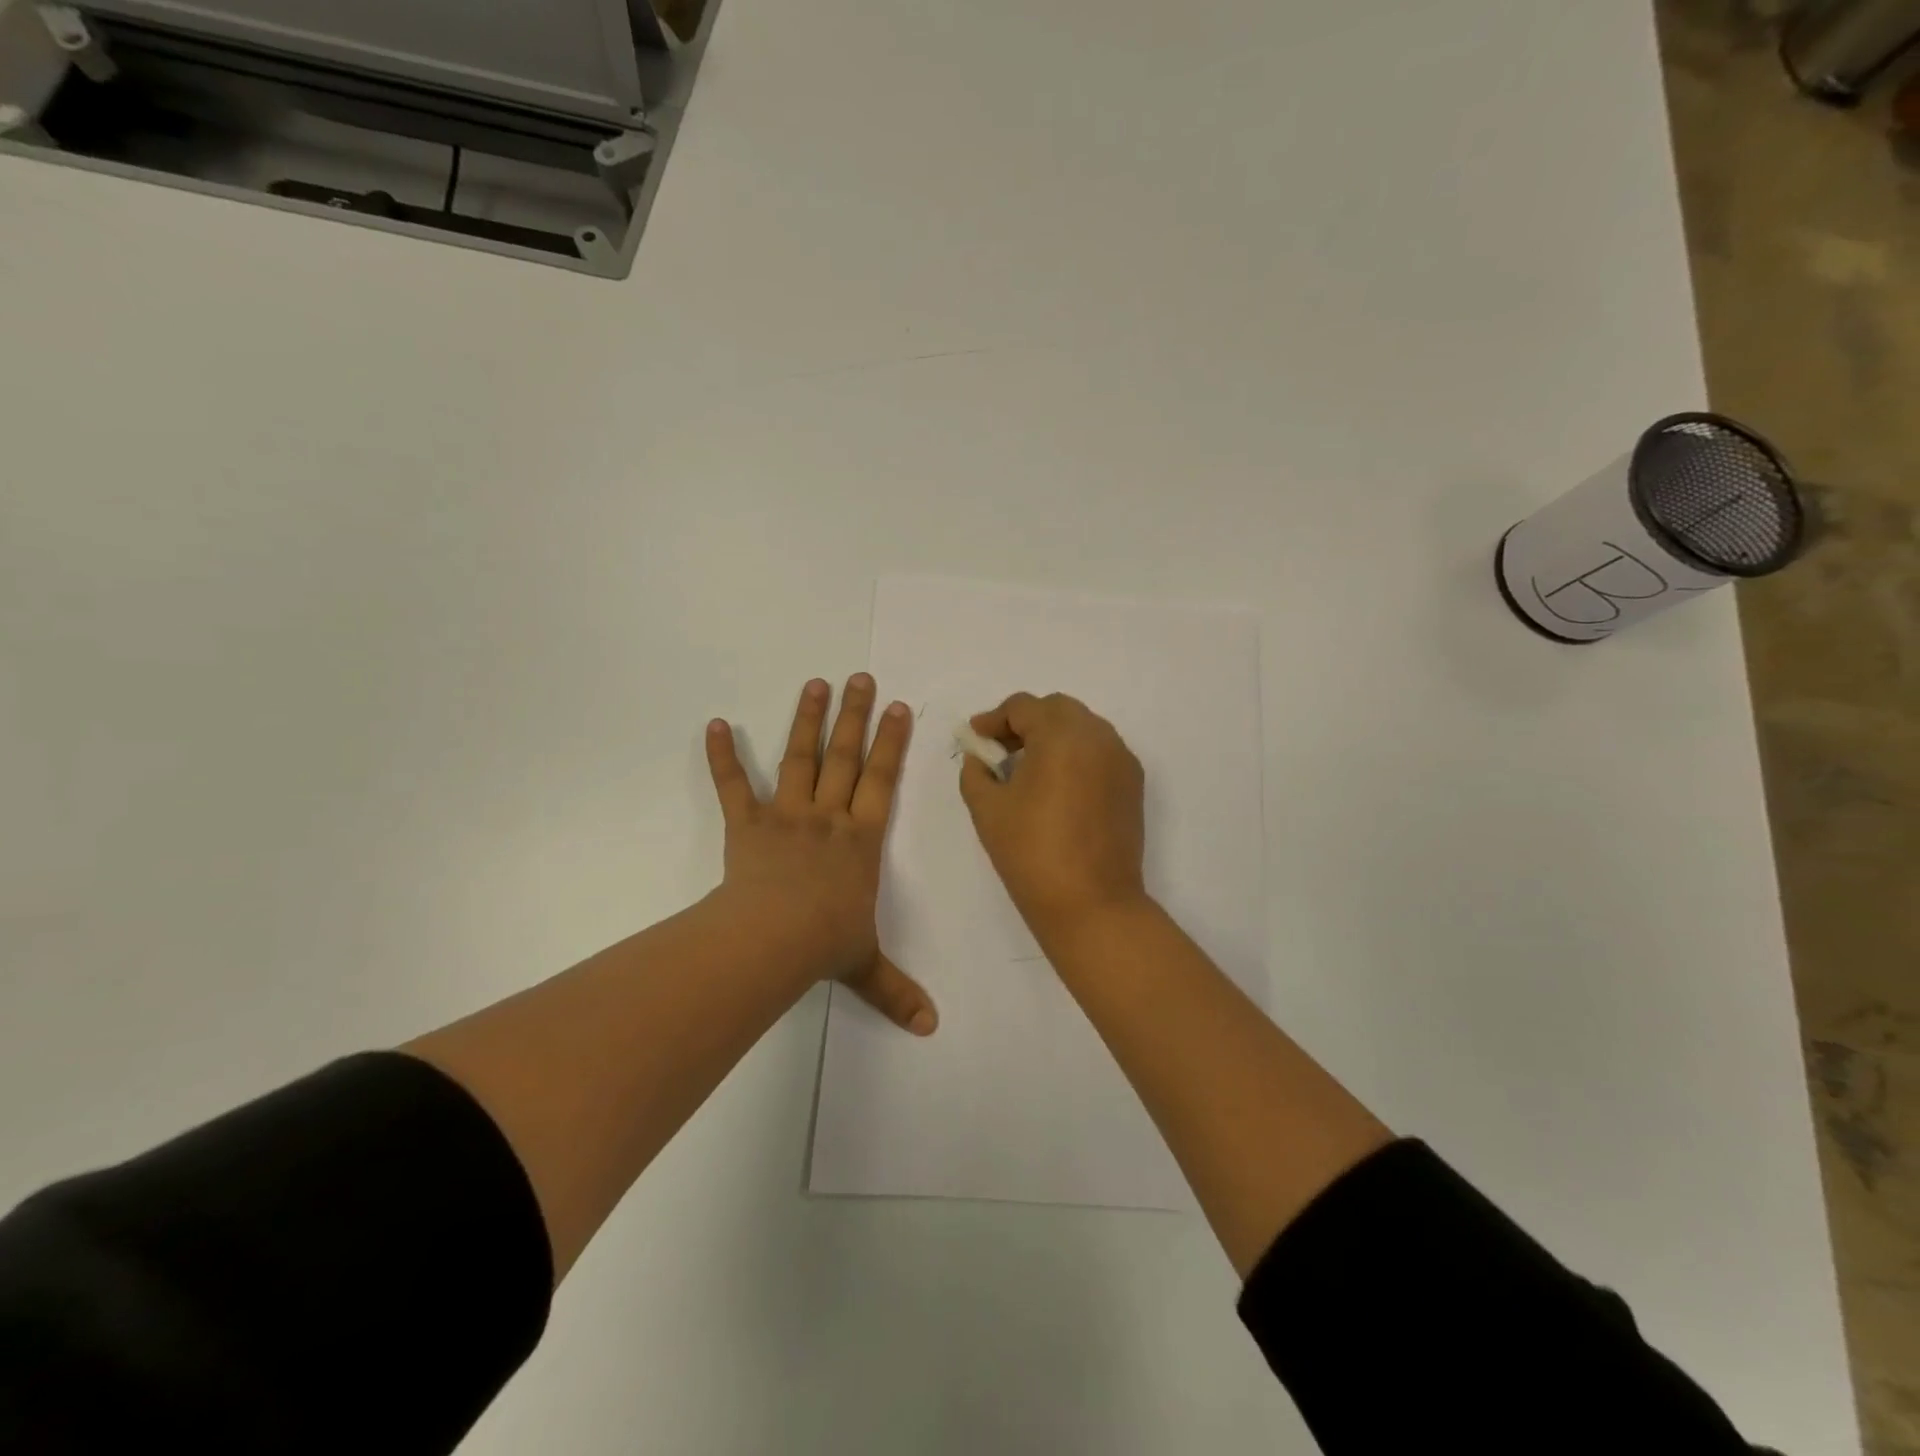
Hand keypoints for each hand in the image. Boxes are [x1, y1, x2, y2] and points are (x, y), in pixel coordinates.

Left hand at [705, 675, 936, 1034]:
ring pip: (800, 759)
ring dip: (807, 720)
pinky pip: (734, 786)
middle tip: (860, 678)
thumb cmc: (825, 944)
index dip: (891, 743)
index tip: (898, 707)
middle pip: (845, 757)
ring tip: (815, 683)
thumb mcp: (866, 966)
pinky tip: (713, 724)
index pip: (882, 781)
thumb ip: (897, 990)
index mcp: (861, 840)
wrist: (772, 941)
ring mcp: (786, 817)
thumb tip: (932, 1028)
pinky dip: (722, 756)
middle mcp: (828, 818)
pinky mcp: (747, 825)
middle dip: (855, 716)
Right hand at [958, 692, 1149, 942]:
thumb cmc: (1032, 853)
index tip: (975, 739)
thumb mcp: (988, 809)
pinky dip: (1076, 755)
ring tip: (1028, 768)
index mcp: (1061, 735)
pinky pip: (1100, 751)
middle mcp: (1098, 736)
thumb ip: (976, 772)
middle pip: (1057, 709)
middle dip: (1025, 722)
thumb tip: (980, 758)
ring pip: (1083, 728)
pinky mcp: (1133, 784)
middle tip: (1000, 750)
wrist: (1092, 904)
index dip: (993, 719)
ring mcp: (1121, 759)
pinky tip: (1058, 786)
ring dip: (1053, 736)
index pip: (1023, 707)